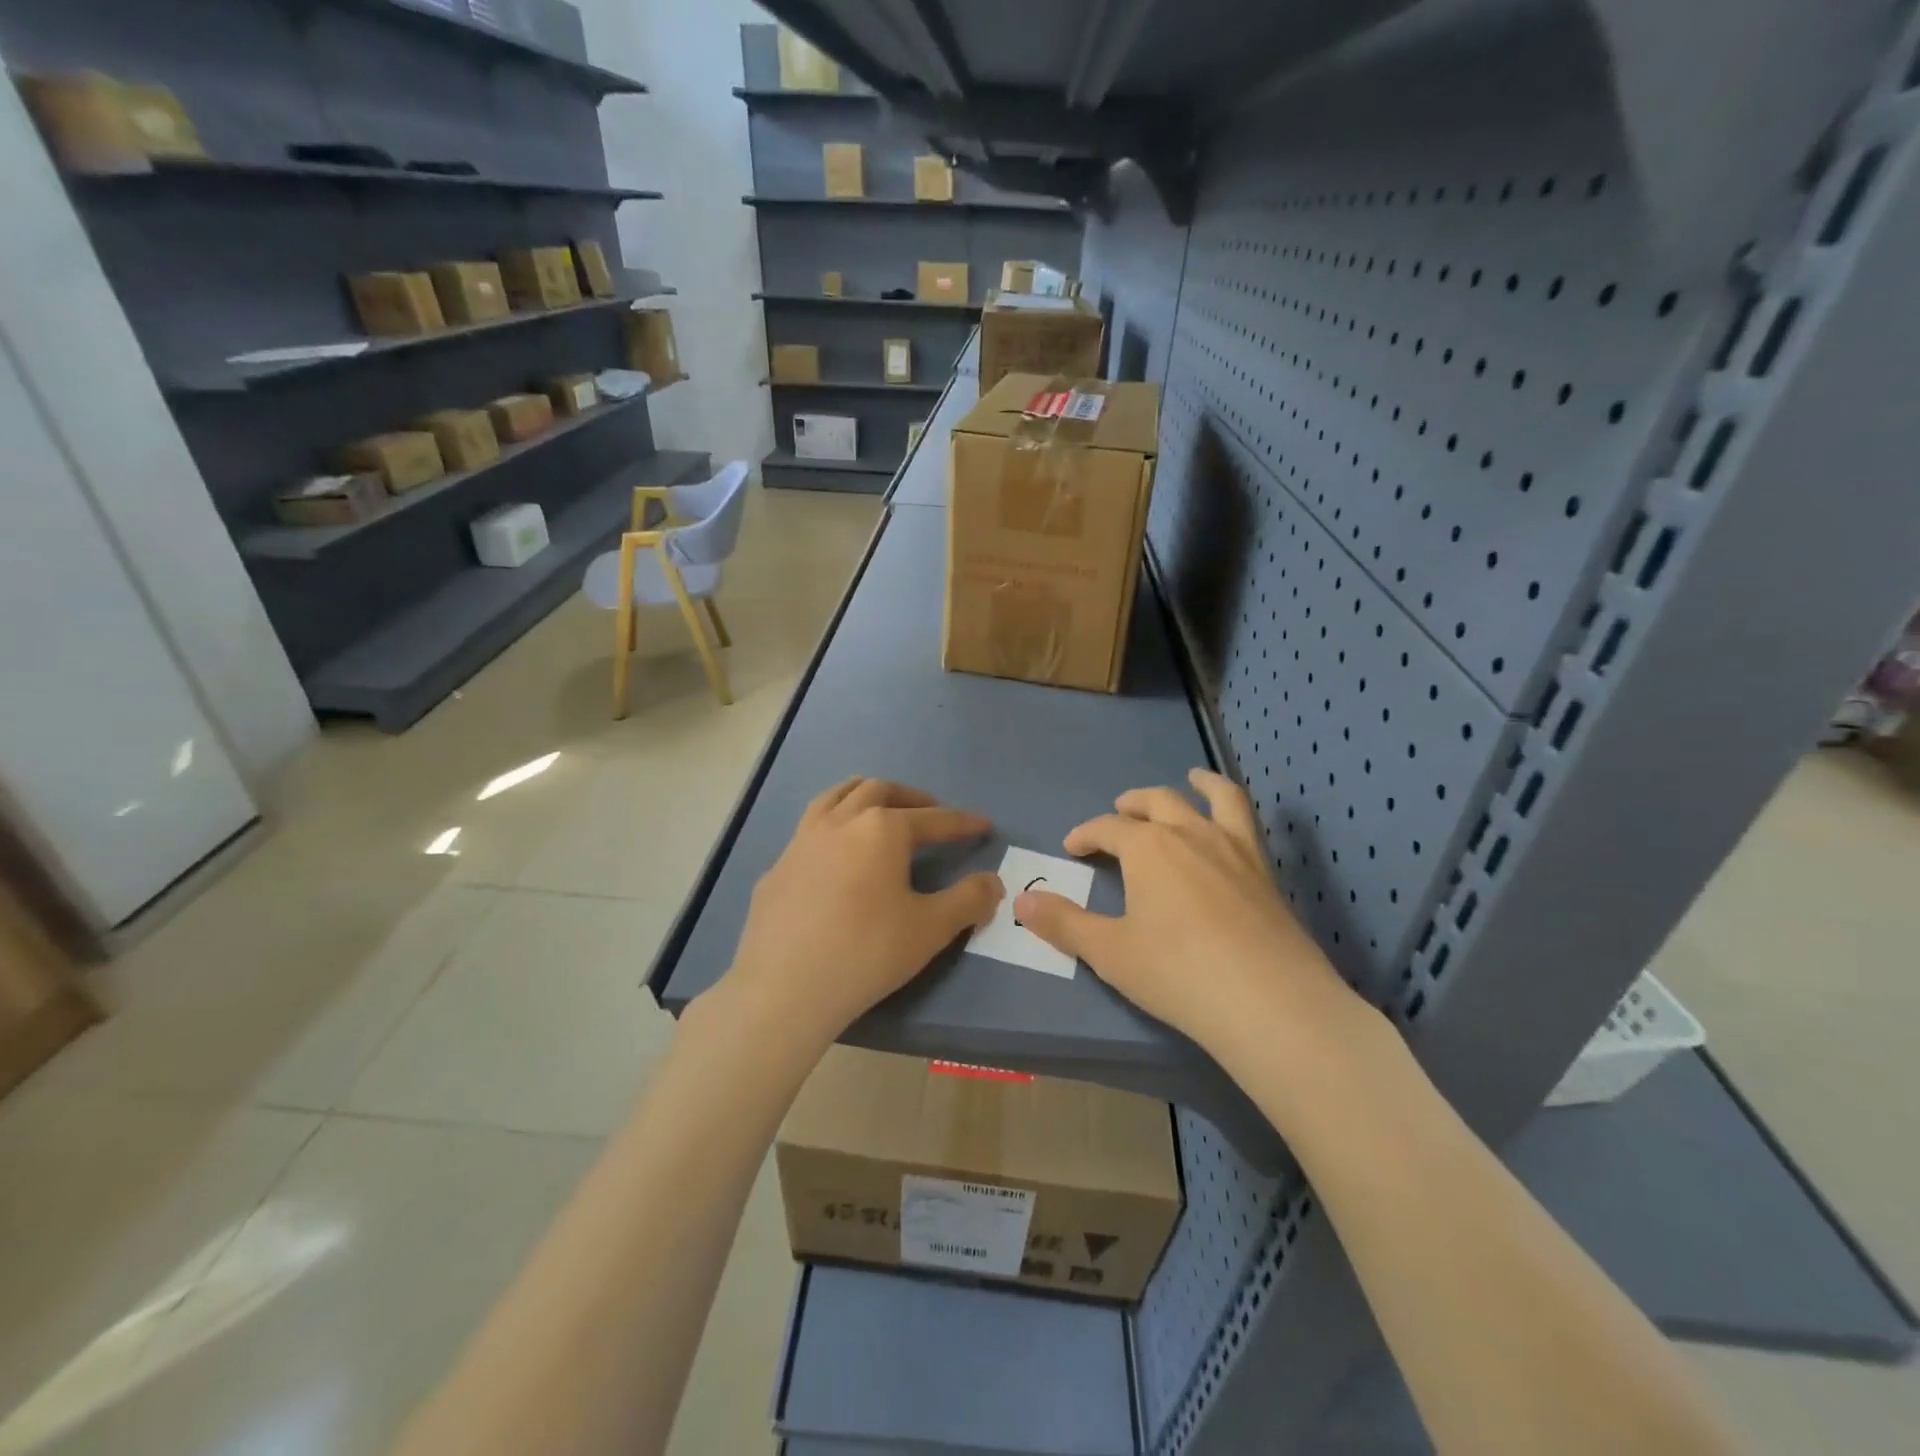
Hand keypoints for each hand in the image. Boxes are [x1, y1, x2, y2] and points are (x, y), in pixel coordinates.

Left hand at [720, 777, 1003, 1044]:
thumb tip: (993, 882)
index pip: (933, 818)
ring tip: (879, 810)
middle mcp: (839, 822)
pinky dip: (832, 830)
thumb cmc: (866, 952)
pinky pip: (809, 832)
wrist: (785, 989)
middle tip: (930, 813)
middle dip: (911, 798)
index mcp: (881, 829)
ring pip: (835, 797)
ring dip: (864, 796)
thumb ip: (968, 900)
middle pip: (879, 791)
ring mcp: (801, 841)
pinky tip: (834, 859)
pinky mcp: (776, 868)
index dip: (962, 822)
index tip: (983, 824)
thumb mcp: (930, 928)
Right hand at [1015, 768, 1354, 1055]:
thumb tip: (1020, 901)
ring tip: (1192, 779)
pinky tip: (1231, 825)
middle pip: (1157, 803)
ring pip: (1214, 798)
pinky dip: (1234, 808)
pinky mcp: (1265, 871)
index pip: (1107, 828)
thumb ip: (1064, 923)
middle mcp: (1190, 834)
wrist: (1270, 1002)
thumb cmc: (1178, 973)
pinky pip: (1248, 822)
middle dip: (1133, 804)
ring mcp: (1234, 848)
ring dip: (1197, 785)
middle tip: (1120, 812)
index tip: (1072, 847)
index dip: (1086, 834)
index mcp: (1148, 848)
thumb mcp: (1110, 952)